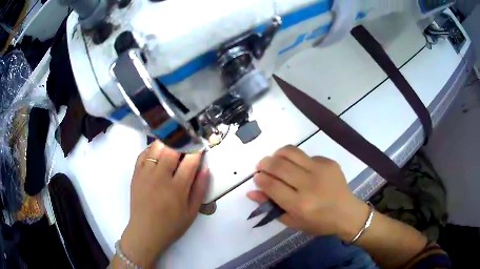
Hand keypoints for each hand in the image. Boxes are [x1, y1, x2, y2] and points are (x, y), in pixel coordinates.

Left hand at [119, 141, 208, 266]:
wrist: (145, 232)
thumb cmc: (171, 225)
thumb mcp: (192, 212)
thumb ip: (200, 190)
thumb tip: (205, 169)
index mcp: (177, 189)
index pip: (190, 161)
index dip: (197, 150)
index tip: (201, 145)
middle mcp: (160, 177)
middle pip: (172, 149)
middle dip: (182, 140)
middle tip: (188, 139)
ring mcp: (146, 174)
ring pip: (156, 147)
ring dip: (168, 141)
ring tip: (174, 141)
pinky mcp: (136, 174)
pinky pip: (143, 153)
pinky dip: (152, 148)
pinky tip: (158, 150)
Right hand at [248, 145, 368, 240]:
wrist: (347, 213)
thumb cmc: (318, 223)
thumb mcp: (293, 221)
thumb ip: (271, 206)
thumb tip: (252, 192)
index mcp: (300, 205)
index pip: (272, 185)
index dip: (260, 178)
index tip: (257, 177)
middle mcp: (310, 185)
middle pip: (279, 166)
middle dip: (265, 163)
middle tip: (262, 166)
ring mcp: (321, 170)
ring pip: (292, 152)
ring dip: (278, 154)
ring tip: (275, 159)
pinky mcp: (329, 162)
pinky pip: (306, 155)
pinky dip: (297, 159)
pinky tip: (299, 167)